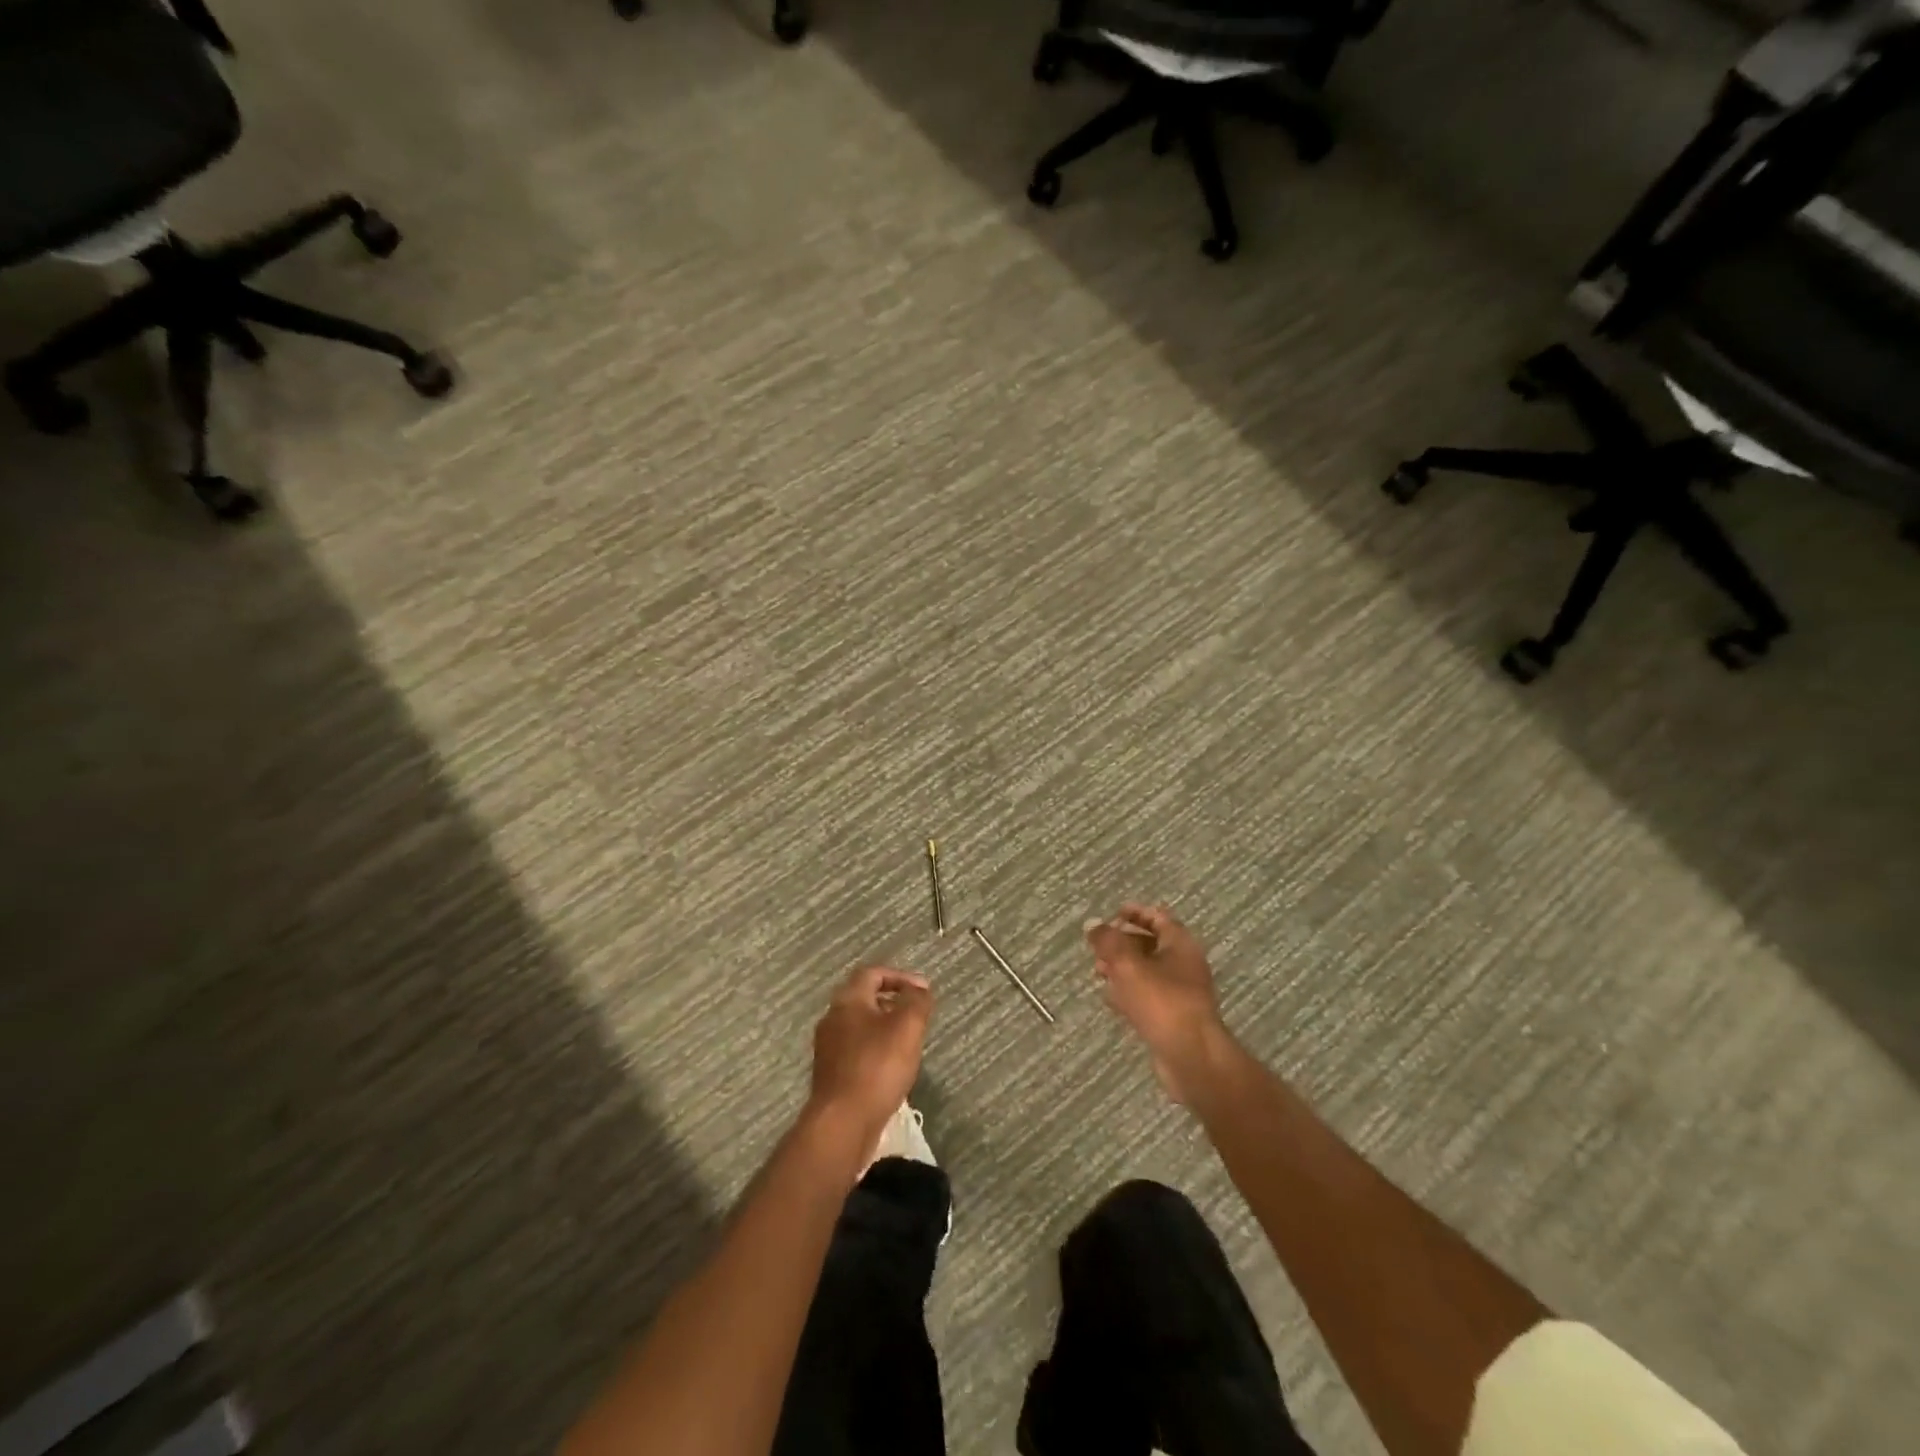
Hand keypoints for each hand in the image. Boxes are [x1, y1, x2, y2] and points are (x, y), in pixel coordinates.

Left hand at [808, 965, 932, 1141]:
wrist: (842, 1123)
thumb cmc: (877, 1067)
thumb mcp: (907, 1027)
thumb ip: (916, 1001)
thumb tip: (919, 989)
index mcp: (848, 1001)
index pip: (872, 973)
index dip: (899, 977)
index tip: (923, 990)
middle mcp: (832, 1019)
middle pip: (864, 999)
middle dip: (893, 1002)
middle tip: (917, 1015)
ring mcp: (828, 1049)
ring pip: (860, 1026)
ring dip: (884, 1028)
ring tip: (909, 1042)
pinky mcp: (831, 1075)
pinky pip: (856, 1052)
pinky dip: (876, 1051)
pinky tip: (892, 1068)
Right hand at [1085, 905, 1230, 1102]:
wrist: (1191, 1057)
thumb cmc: (1162, 1002)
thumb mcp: (1128, 965)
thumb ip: (1108, 941)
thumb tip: (1092, 923)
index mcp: (1180, 945)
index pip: (1158, 917)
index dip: (1135, 913)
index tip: (1113, 913)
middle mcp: (1183, 965)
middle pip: (1151, 945)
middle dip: (1123, 942)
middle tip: (1098, 946)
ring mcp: (1179, 993)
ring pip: (1146, 972)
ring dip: (1122, 968)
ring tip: (1097, 970)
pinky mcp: (1172, 1018)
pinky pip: (1147, 997)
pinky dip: (1128, 993)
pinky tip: (1108, 997)